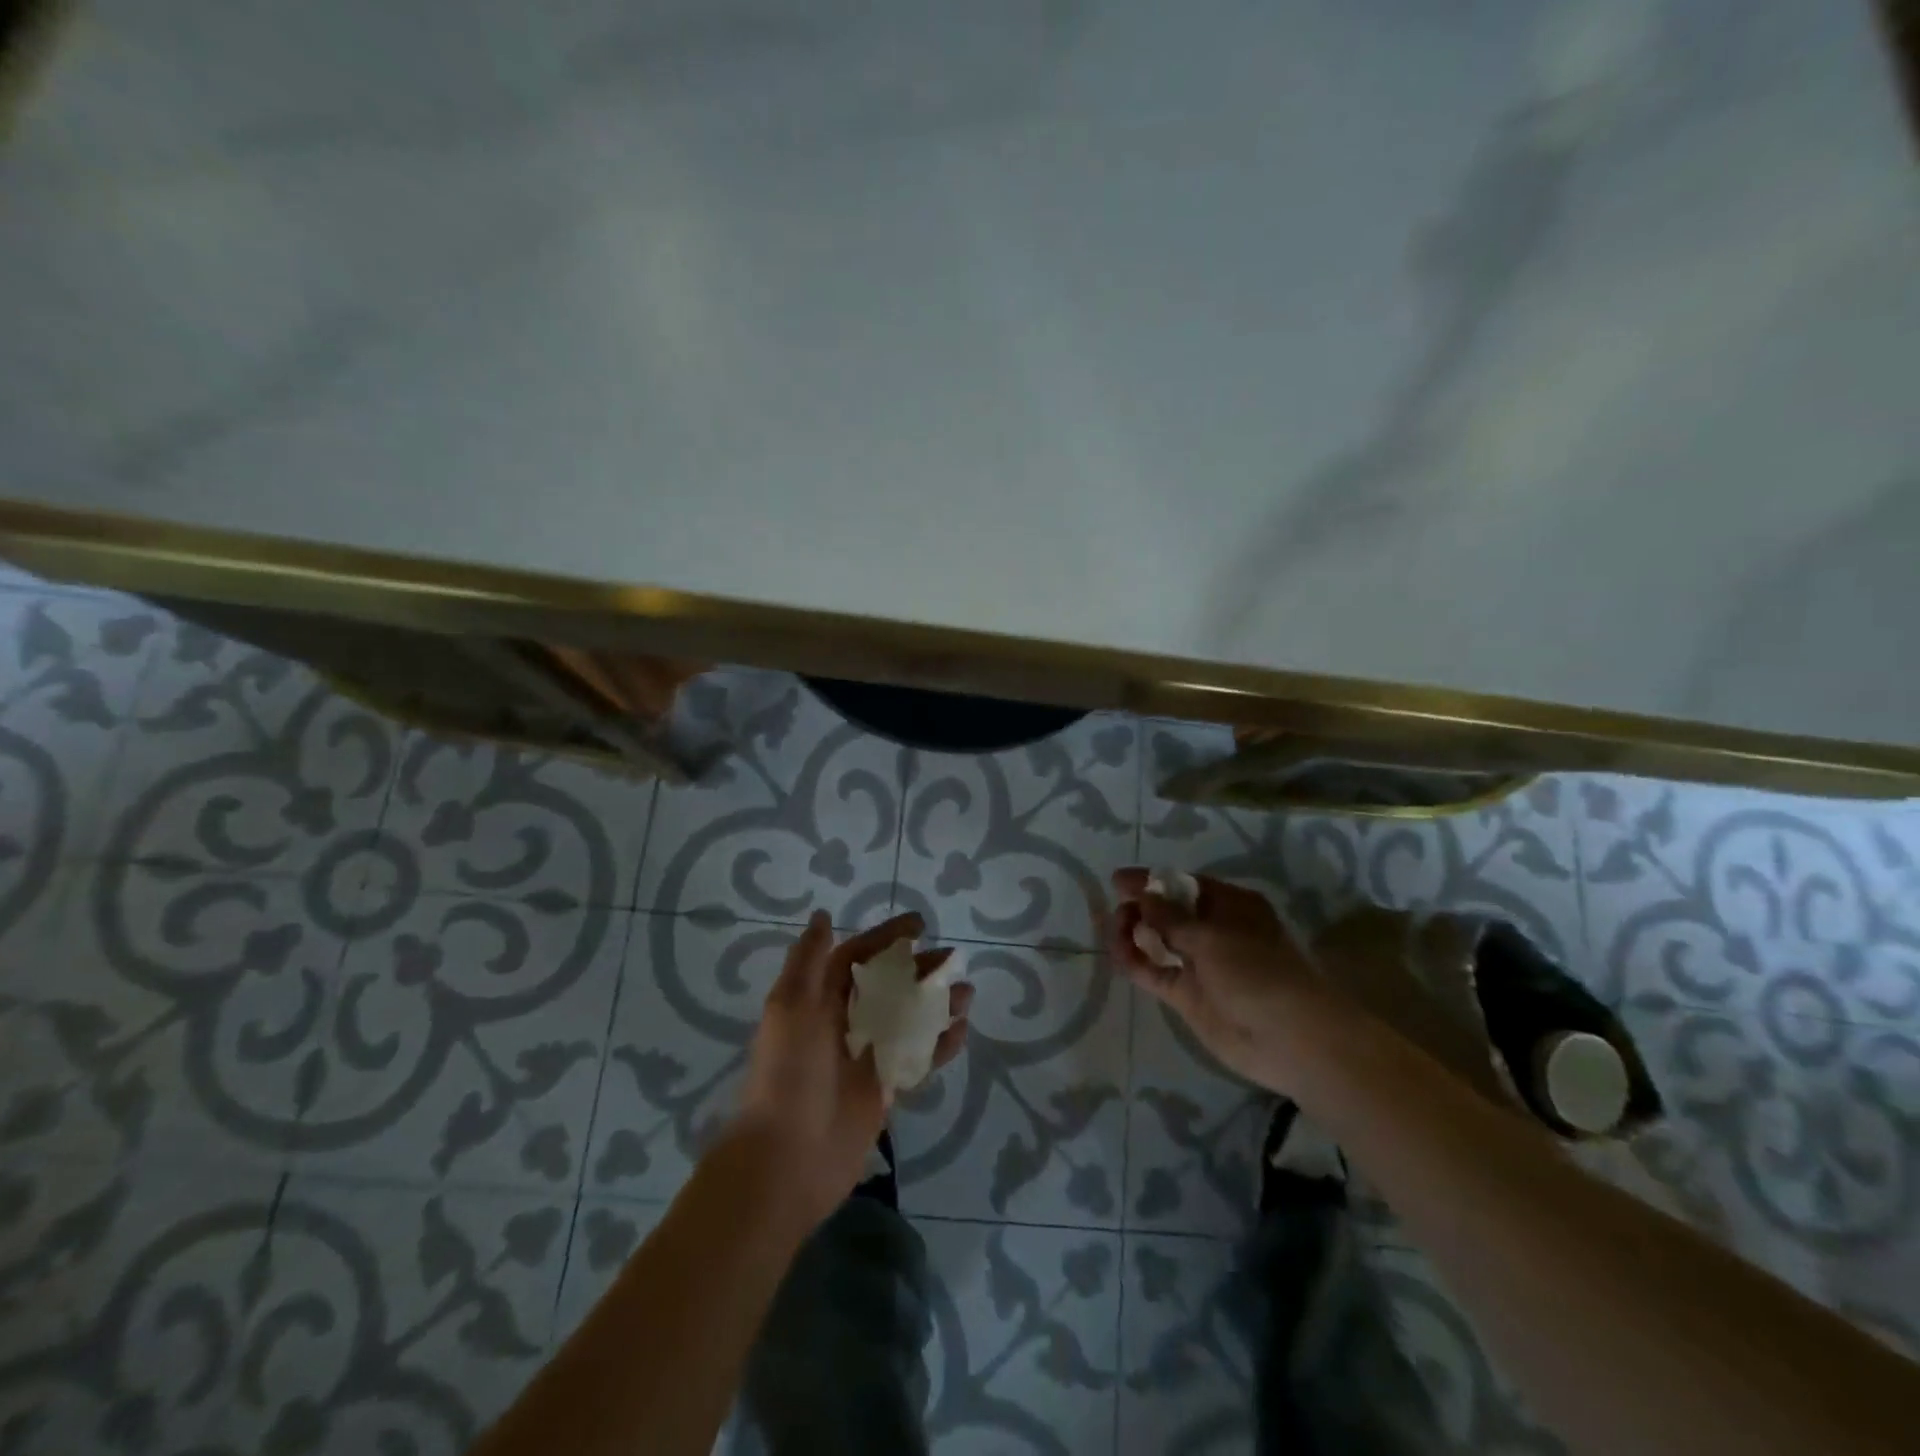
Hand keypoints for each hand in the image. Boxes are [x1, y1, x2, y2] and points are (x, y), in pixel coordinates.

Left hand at [732, 910, 972, 1226]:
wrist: (789, 1157)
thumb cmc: (789, 1072)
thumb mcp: (790, 1006)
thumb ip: (808, 960)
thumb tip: (823, 916)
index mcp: (819, 999)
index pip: (857, 957)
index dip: (886, 937)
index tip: (920, 923)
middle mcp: (845, 1022)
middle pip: (889, 985)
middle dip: (920, 969)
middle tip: (952, 958)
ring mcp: (868, 1056)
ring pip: (909, 1020)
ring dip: (937, 1003)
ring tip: (966, 993)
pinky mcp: (886, 1089)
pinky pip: (919, 1059)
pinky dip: (941, 1044)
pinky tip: (961, 1031)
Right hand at [1109, 868, 1321, 1092]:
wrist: (1289, 1039)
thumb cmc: (1257, 972)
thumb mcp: (1212, 937)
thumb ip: (1171, 917)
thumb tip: (1144, 896)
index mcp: (1230, 906)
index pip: (1184, 885)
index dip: (1151, 881)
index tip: (1117, 881)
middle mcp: (1214, 931)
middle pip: (1168, 913)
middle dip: (1141, 909)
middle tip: (1117, 912)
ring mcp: (1200, 964)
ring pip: (1158, 942)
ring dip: (1134, 934)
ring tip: (1115, 933)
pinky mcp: (1188, 995)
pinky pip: (1155, 973)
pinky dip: (1136, 963)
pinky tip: (1117, 954)